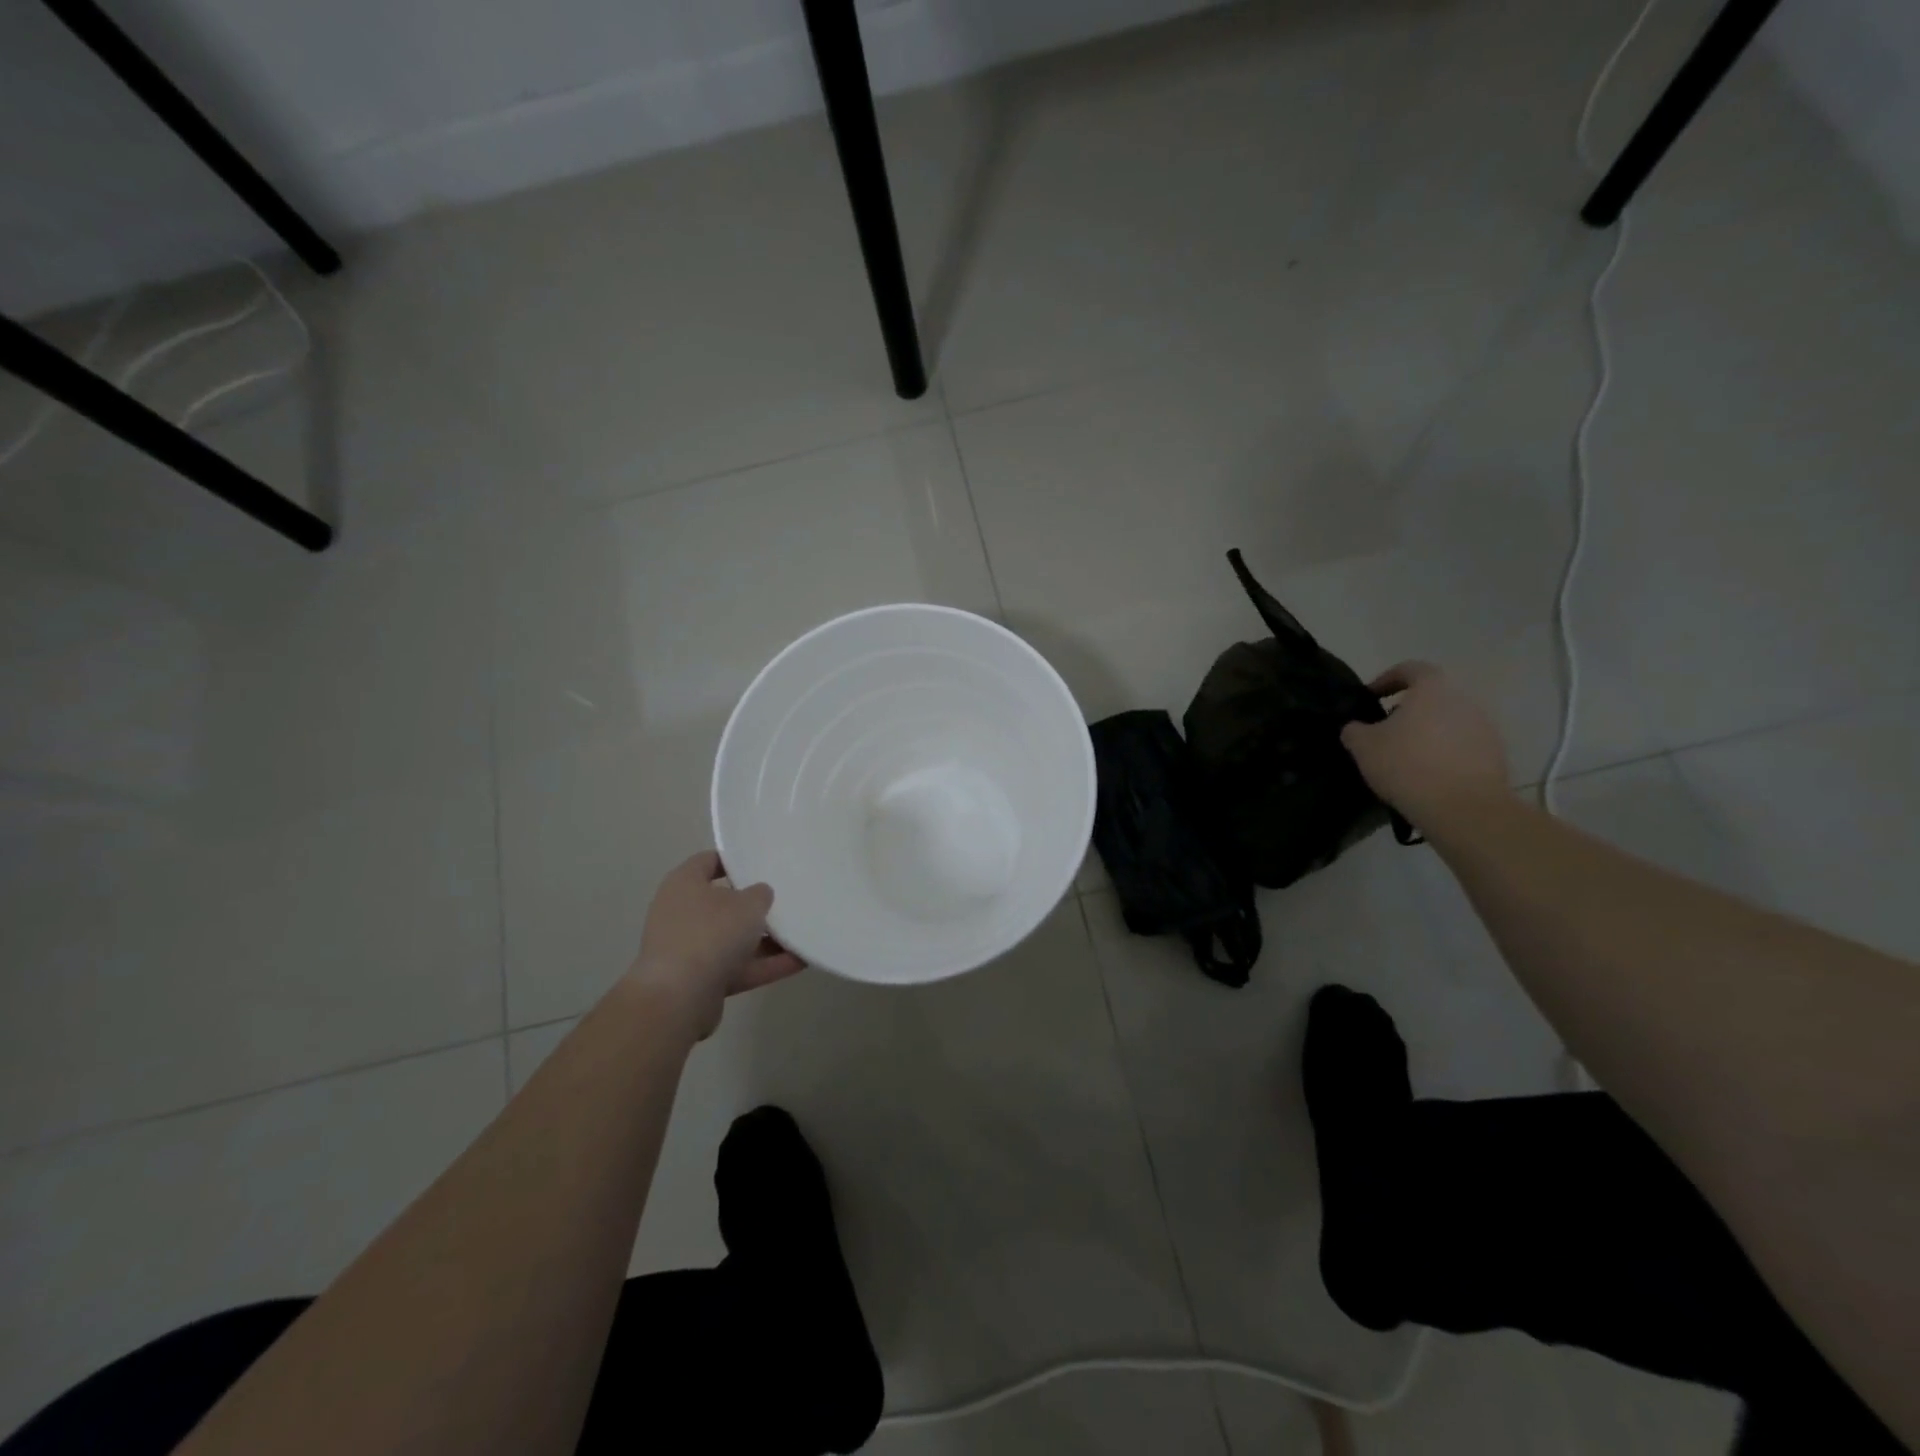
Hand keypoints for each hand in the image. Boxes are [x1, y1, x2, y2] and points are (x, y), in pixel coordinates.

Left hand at [630, 851, 804, 1039]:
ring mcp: (689, 949)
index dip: (735, 860)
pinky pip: (738, 966)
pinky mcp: (700, 980)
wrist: (679, 998)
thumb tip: (759, 894)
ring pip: (733, 938)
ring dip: (765, 939)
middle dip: (754, 905)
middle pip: (723, 903)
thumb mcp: (748, 904)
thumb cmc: (711, 934)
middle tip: (786, 898)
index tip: (763, 862)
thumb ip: (760, 894)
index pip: (708, 861)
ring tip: (802, 933)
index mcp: (684, 885)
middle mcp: (682, 913)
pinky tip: (800, 960)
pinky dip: (765, 964)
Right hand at [1340, 661, 1509, 826]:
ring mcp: (1485, 728)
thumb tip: (1356, 727)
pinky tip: (1426, 777)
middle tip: (1384, 733)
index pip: (1410, 669)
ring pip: (1447, 722)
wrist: (1463, 808)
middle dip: (1407, 711)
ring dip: (1426, 734)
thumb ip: (1354, 729)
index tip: (1370, 697)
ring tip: (1405, 759)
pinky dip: (1443, 755)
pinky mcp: (1495, 755)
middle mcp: (1464, 700)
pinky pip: (1462, 746)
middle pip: (1431, 697)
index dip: (1387, 679)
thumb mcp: (1363, 746)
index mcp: (1433, 688)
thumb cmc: (1407, 765)